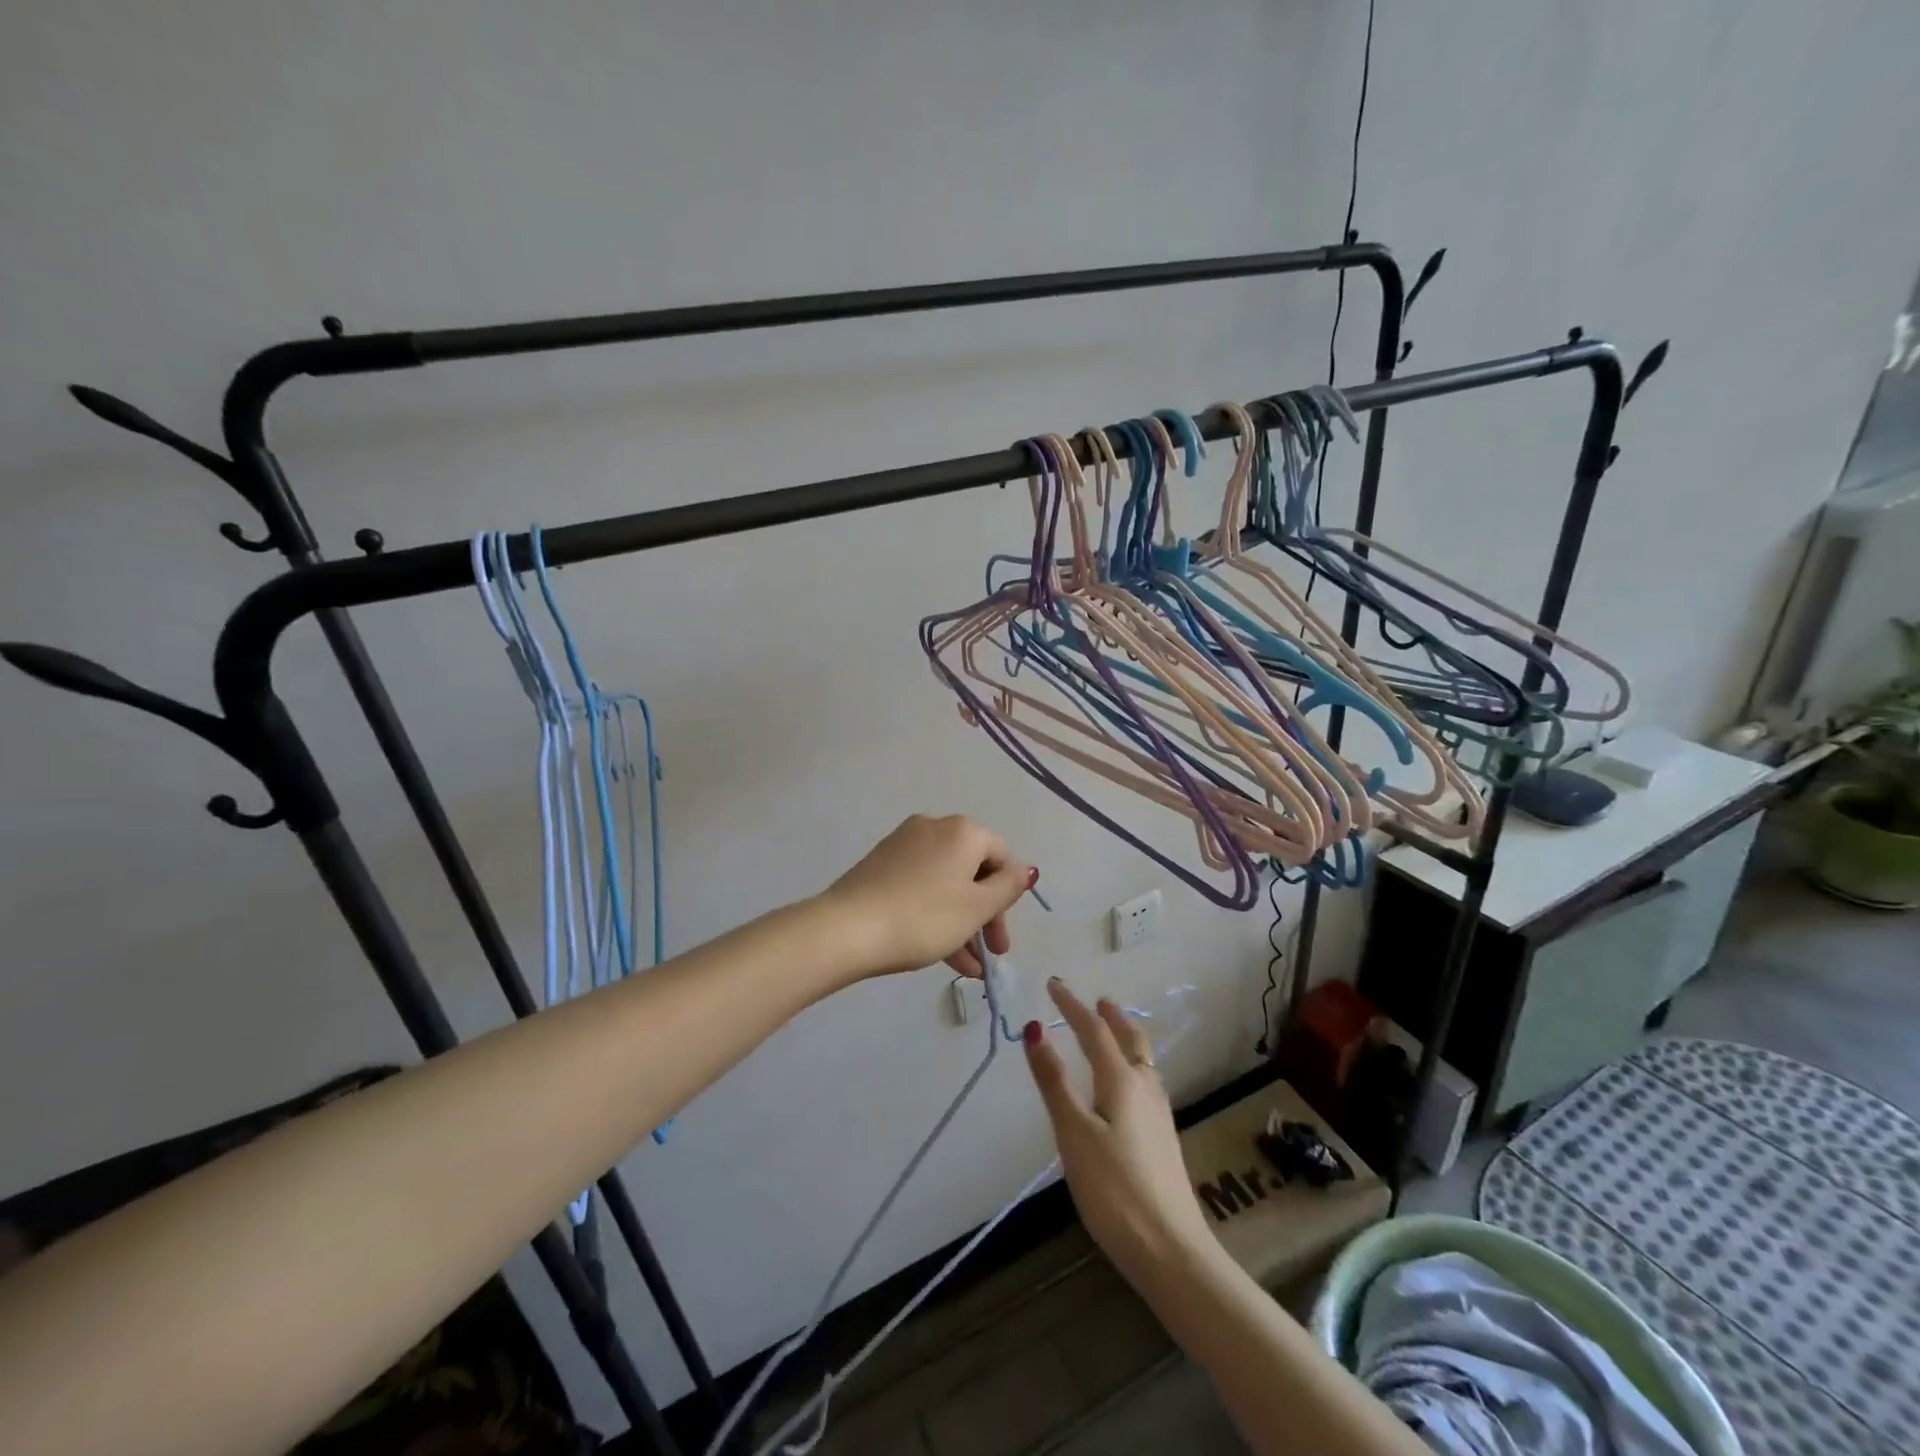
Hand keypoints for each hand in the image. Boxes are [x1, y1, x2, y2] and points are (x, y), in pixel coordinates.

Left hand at [822, 814, 1036, 978]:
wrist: (847, 929)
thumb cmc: (924, 917)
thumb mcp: (976, 908)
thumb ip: (1008, 887)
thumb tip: (1027, 869)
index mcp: (962, 831)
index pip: (1001, 856)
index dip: (1008, 897)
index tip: (1001, 937)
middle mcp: (934, 827)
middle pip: (973, 870)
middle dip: (985, 914)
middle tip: (991, 953)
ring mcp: (903, 845)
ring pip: (946, 883)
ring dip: (962, 922)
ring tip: (969, 968)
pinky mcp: (881, 865)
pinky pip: (921, 887)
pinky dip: (936, 914)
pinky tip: (943, 955)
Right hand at [1023, 980, 1214, 1292]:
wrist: (1172, 1251)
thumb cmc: (1114, 1190)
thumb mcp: (1074, 1134)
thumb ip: (1054, 1081)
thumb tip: (1034, 1028)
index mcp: (1122, 1081)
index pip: (1094, 1030)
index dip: (1071, 1006)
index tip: (1053, 984)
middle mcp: (1145, 1088)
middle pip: (1130, 1039)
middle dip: (1110, 1016)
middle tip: (1095, 1001)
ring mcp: (1159, 1114)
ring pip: (1143, 1060)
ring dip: (1125, 1037)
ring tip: (1112, 1031)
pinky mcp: (1163, 1138)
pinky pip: (1146, 1080)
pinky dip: (1132, 1063)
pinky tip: (1127, 1085)